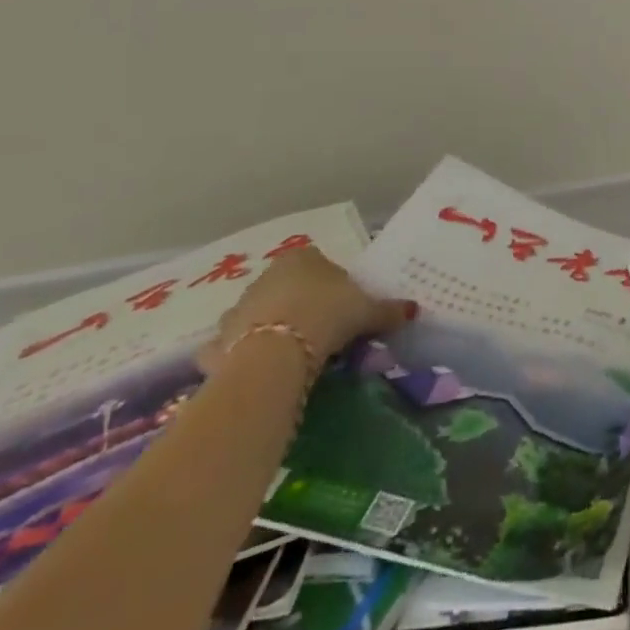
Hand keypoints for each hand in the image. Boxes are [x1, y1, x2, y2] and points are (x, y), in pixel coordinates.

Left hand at [198, 248, 416, 377]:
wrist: (272, 357)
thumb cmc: (324, 316)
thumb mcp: (366, 311)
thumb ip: (387, 310)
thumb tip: (413, 310)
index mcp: (302, 258)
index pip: (318, 262)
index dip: (332, 283)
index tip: (343, 305)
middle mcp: (265, 276)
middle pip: (286, 288)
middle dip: (299, 305)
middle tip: (321, 331)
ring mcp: (237, 310)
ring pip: (258, 316)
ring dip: (269, 329)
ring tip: (291, 354)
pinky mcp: (217, 345)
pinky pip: (231, 349)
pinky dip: (240, 358)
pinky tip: (257, 370)